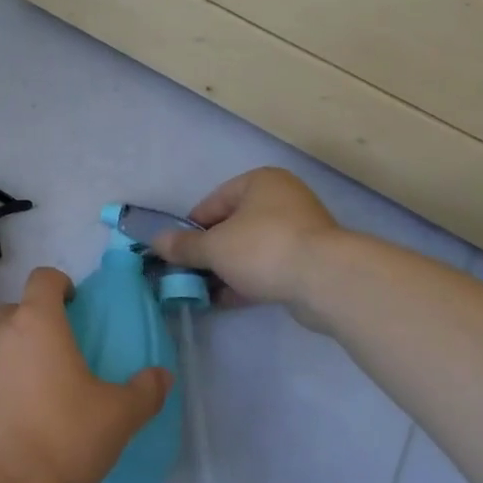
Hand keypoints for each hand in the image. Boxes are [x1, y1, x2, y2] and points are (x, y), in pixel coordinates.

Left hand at [0, 267, 169, 482]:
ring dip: (14, 357)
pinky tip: (12, 423)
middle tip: (60, 354)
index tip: (74, 305)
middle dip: (36, 322)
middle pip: (16, 310)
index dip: (59, 284)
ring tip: (38, 394)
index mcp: (37, 322)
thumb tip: (162, 376)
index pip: (43, 278)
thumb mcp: (116, 418)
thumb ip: (144, 392)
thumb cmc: (60, 437)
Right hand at [153, 168, 339, 305]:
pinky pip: (270, 267)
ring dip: (228, 269)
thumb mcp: (215, 247)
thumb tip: (155, 242)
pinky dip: (248, 280)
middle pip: (233, 226)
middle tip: (190, 274)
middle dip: (210, 252)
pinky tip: (227, 300)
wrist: (327, 280)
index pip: (213, 202)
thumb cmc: (264, 248)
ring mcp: (300, 230)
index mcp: (260, 182)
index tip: (178, 253)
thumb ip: (184, 246)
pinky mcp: (310, 261)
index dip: (191, 229)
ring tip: (205, 292)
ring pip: (251, 249)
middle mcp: (282, 199)